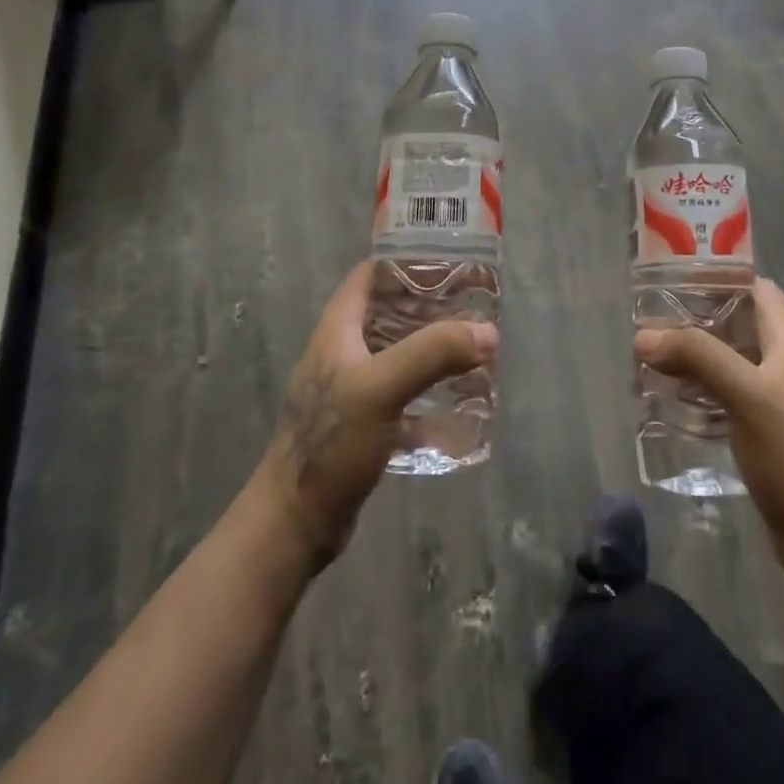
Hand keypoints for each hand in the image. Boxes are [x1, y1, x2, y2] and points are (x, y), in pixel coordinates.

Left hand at [256, 261, 496, 571]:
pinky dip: (431, 392)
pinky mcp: (364, 424)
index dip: (406, 261)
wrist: (296, 523)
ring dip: (434, 349)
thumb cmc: (330, 444)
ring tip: (476, 347)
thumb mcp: (380, 388)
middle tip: (475, 306)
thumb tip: (487, 333)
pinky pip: (404, 394)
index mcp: (338, 329)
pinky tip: (462, 401)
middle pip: (390, 312)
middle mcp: (344, 352)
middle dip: (431, 306)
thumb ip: (432, 354)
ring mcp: (353, 389)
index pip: (370, 275)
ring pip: (400, 353)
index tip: (451, 260)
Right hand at [634, 279, 783, 580]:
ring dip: (695, 354)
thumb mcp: (746, 395)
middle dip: (697, 317)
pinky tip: (670, 398)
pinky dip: (699, 388)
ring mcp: (776, 399)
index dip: (722, 277)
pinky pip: (726, 394)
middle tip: (652, 318)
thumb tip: (644, 336)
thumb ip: (698, 358)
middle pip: (738, 323)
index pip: (758, 289)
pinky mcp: (764, 430)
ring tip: (652, 355)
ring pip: (729, 360)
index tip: (677, 276)